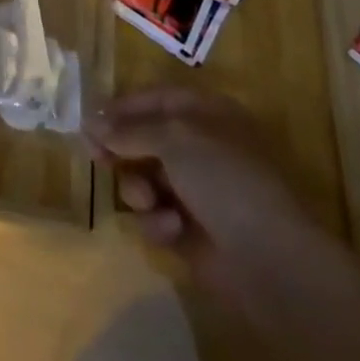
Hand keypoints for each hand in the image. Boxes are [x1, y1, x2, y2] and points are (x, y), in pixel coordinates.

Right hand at [85, 87, 321, 313]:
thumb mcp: (173, 138)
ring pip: (145, 180)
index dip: (121, 107)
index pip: (154, 99)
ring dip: (139, 189)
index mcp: (205, 114)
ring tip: (148, 201)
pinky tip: (172, 230)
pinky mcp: (192, 232)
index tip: (88, 120)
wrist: (271, 261)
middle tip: (96, 159)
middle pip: (145, 140)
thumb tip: (90, 121)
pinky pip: (157, 217)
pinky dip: (159, 222)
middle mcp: (200, 148)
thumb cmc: (224, 179)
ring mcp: (197, 192)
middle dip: (122, 150)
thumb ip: (128, 129)